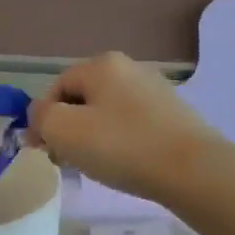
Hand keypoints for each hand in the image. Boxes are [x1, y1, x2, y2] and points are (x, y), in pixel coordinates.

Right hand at [28, 52, 221, 203]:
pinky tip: (124, 164)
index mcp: (101, 64)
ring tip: (94, 166)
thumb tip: (41, 113)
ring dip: (92, 137)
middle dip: (67, 128)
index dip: (42, 119)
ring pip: (107, 112)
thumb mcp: (64, 131)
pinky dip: (120, 142)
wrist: (194, 171)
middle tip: (65, 161)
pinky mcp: (173, 114)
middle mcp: (129, 68)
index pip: (56, 87)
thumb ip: (40, 117)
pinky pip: (132, 124)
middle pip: (82, 98)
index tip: (42, 151)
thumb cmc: (122, 146)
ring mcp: (155, 90)